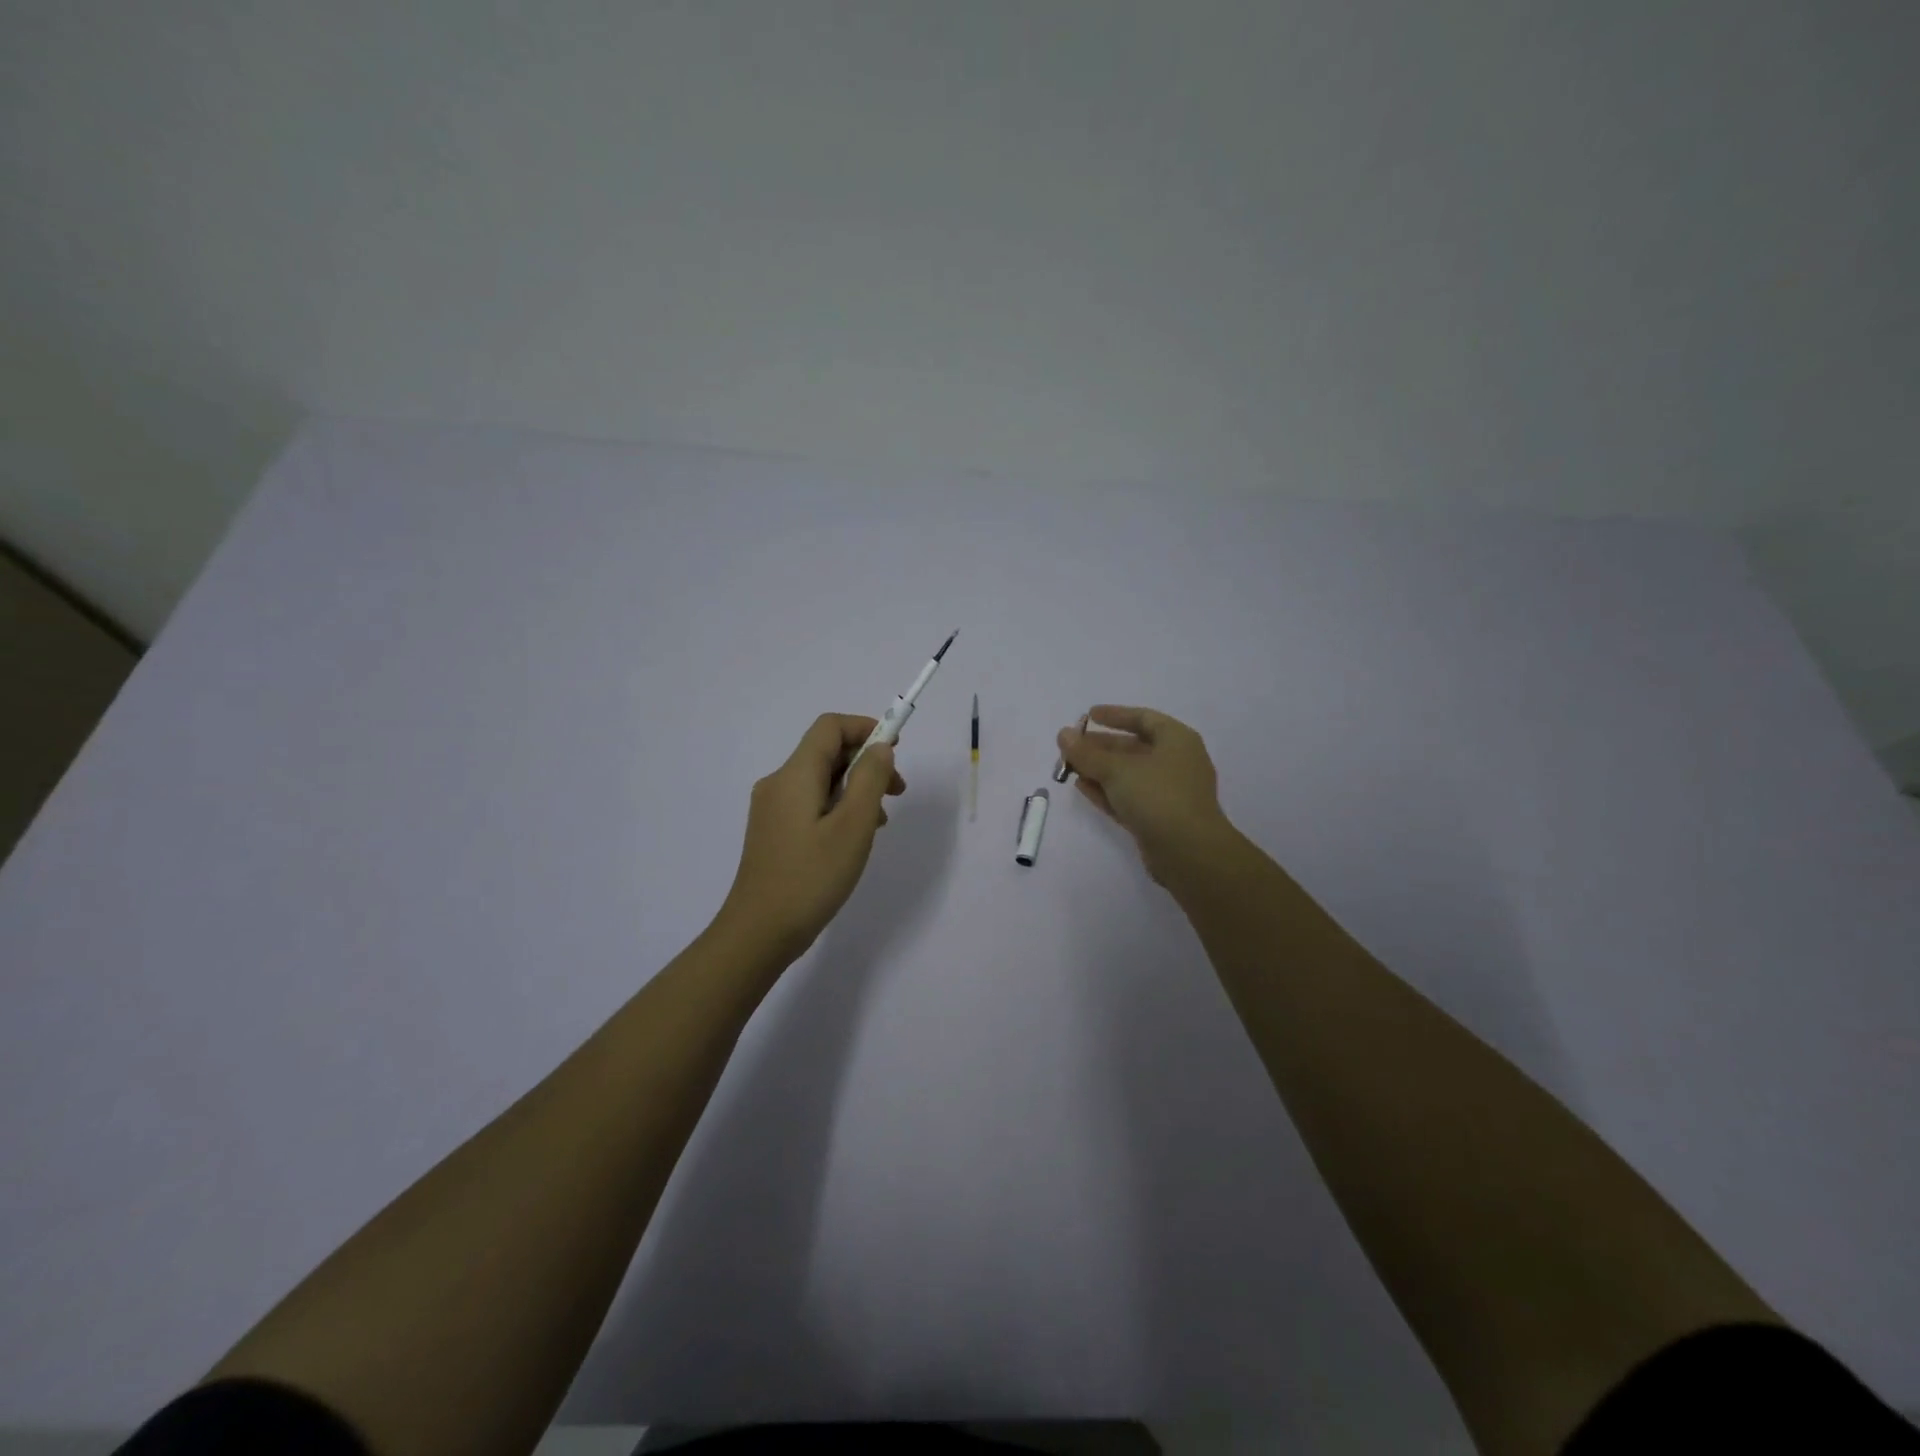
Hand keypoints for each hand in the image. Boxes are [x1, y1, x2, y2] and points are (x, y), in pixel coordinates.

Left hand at [715, 713, 906, 962]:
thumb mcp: (853, 826)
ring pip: (821, 780)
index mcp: (795, 775)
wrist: (759, 932)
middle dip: (866, 762)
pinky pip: (811, 803)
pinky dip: (838, 807)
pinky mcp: (773, 832)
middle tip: (897, 792)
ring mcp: (772, 809)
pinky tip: (853, 838)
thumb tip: (880, 749)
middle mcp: (779, 783)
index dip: (866, 728)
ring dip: (855, 788)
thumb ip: (870, 779)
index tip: (896, 750)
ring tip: (880, 822)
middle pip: (826, 752)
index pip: (830, 727)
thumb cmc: (811, 877)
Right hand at [1057, 706, 1232, 882]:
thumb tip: (1063, 734)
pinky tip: (1081, 787)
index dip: (1115, 715)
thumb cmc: (1157, 796)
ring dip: (1099, 770)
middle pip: (1133, 747)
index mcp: (1177, 740)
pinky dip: (1106, 790)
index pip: (1143, 718)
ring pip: (1129, 774)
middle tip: (1070, 746)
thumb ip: (1086, 752)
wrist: (1188, 851)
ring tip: (1069, 767)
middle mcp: (1176, 762)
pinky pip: (1129, 797)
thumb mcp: (1116, 769)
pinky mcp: (1159, 818)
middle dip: (1100, 747)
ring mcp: (1168, 792)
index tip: (1088, 715)